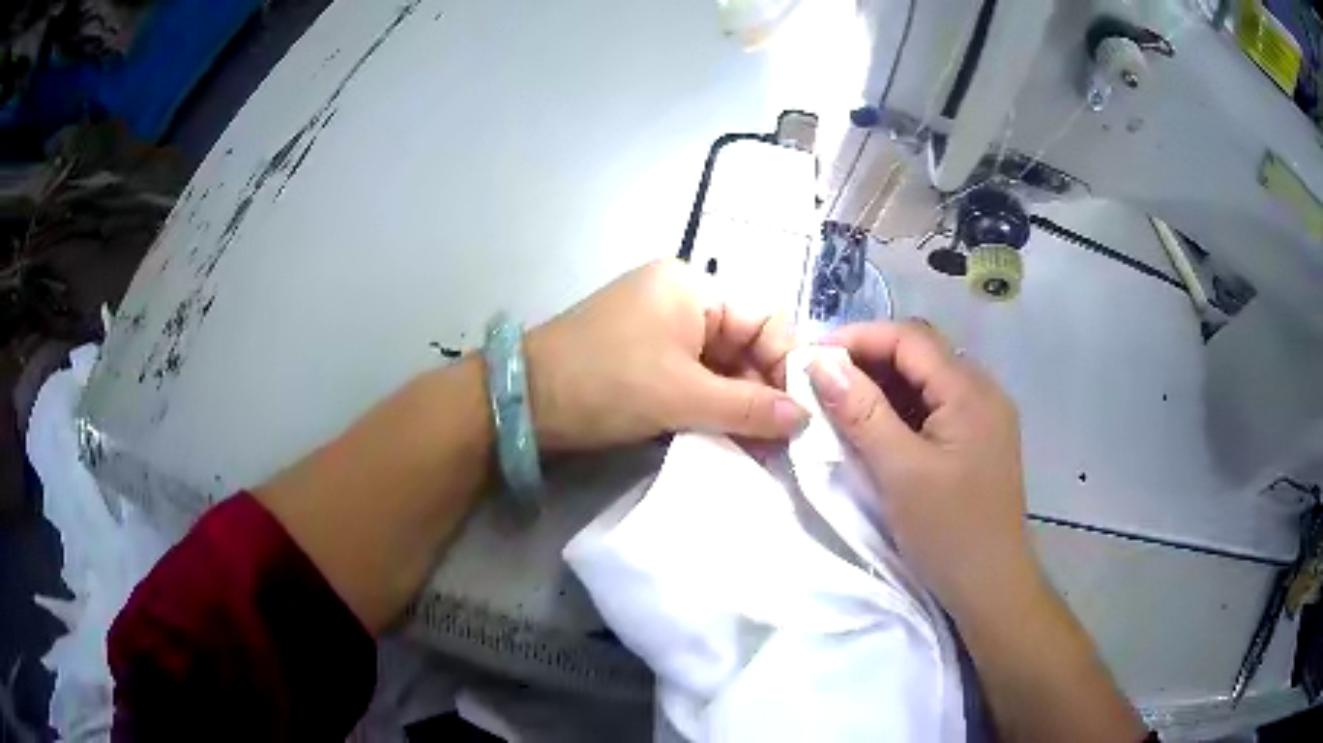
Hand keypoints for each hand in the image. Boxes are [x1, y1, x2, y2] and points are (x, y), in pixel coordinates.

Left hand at [525, 259, 807, 451]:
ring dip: (739, 405)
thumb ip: (748, 408)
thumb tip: (804, 419)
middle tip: (782, 441)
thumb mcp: (681, 396)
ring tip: (760, 447)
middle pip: (745, 344)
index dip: (787, 364)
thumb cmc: (605, 383)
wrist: (523, 403)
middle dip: (763, 392)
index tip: (798, 414)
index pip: (766, 319)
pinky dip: (712, 407)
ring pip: (722, 366)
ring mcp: (662, 328)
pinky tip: (729, 437)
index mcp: (693, 287)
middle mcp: (682, 299)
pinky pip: (695, 378)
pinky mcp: (647, 357)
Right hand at [807, 321, 1035, 617]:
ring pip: (927, 380)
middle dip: (870, 359)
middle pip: (921, 353)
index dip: (859, 338)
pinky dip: (902, 409)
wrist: (991, 586)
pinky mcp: (978, 441)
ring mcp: (984, 417)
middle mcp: (982, 392)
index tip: (812, 357)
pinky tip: (877, 429)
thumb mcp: (900, 471)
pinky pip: (936, 407)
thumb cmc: (948, 530)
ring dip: (884, 384)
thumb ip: (862, 412)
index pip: (910, 339)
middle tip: (823, 380)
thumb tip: (821, 362)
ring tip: (841, 403)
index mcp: (970, 391)